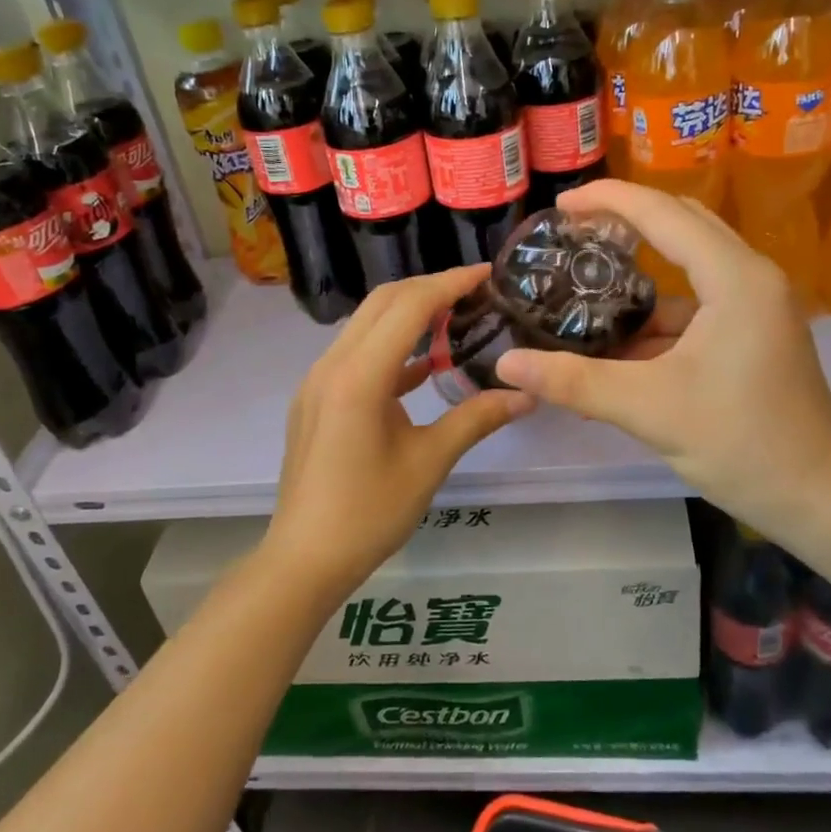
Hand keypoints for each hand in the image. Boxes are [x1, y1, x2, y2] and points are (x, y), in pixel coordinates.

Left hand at [265, 265, 533, 594]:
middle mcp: (332, 365)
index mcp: (359, 376)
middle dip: (429, 288)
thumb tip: (526, 395)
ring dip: (408, 313)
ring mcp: (318, 381)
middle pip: (382, 303)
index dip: (450, 283)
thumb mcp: (429, 462)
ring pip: (367, 325)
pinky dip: (392, 347)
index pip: (408, 306)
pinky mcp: (316, 398)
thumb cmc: (369, 512)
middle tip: (475, 291)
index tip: (486, 273)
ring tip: (456, 317)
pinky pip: (357, 354)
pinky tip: (425, 364)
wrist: (304, 557)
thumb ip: (477, 418)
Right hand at [494, 180, 830, 550]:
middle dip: (625, 224)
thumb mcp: (649, 409)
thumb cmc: (742, 444)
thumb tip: (506, 364)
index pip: (664, 214)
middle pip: (681, 227)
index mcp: (736, 279)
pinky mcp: (755, 335)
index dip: (608, 200)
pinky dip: (658, 319)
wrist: (818, 500)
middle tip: (571, 232)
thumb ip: (574, 381)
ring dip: (640, 280)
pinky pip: (697, 308)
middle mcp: (752, 279)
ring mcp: (757, 307)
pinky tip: (619, 347)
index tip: (560, 205)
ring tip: (585, 290)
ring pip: (690, 271)